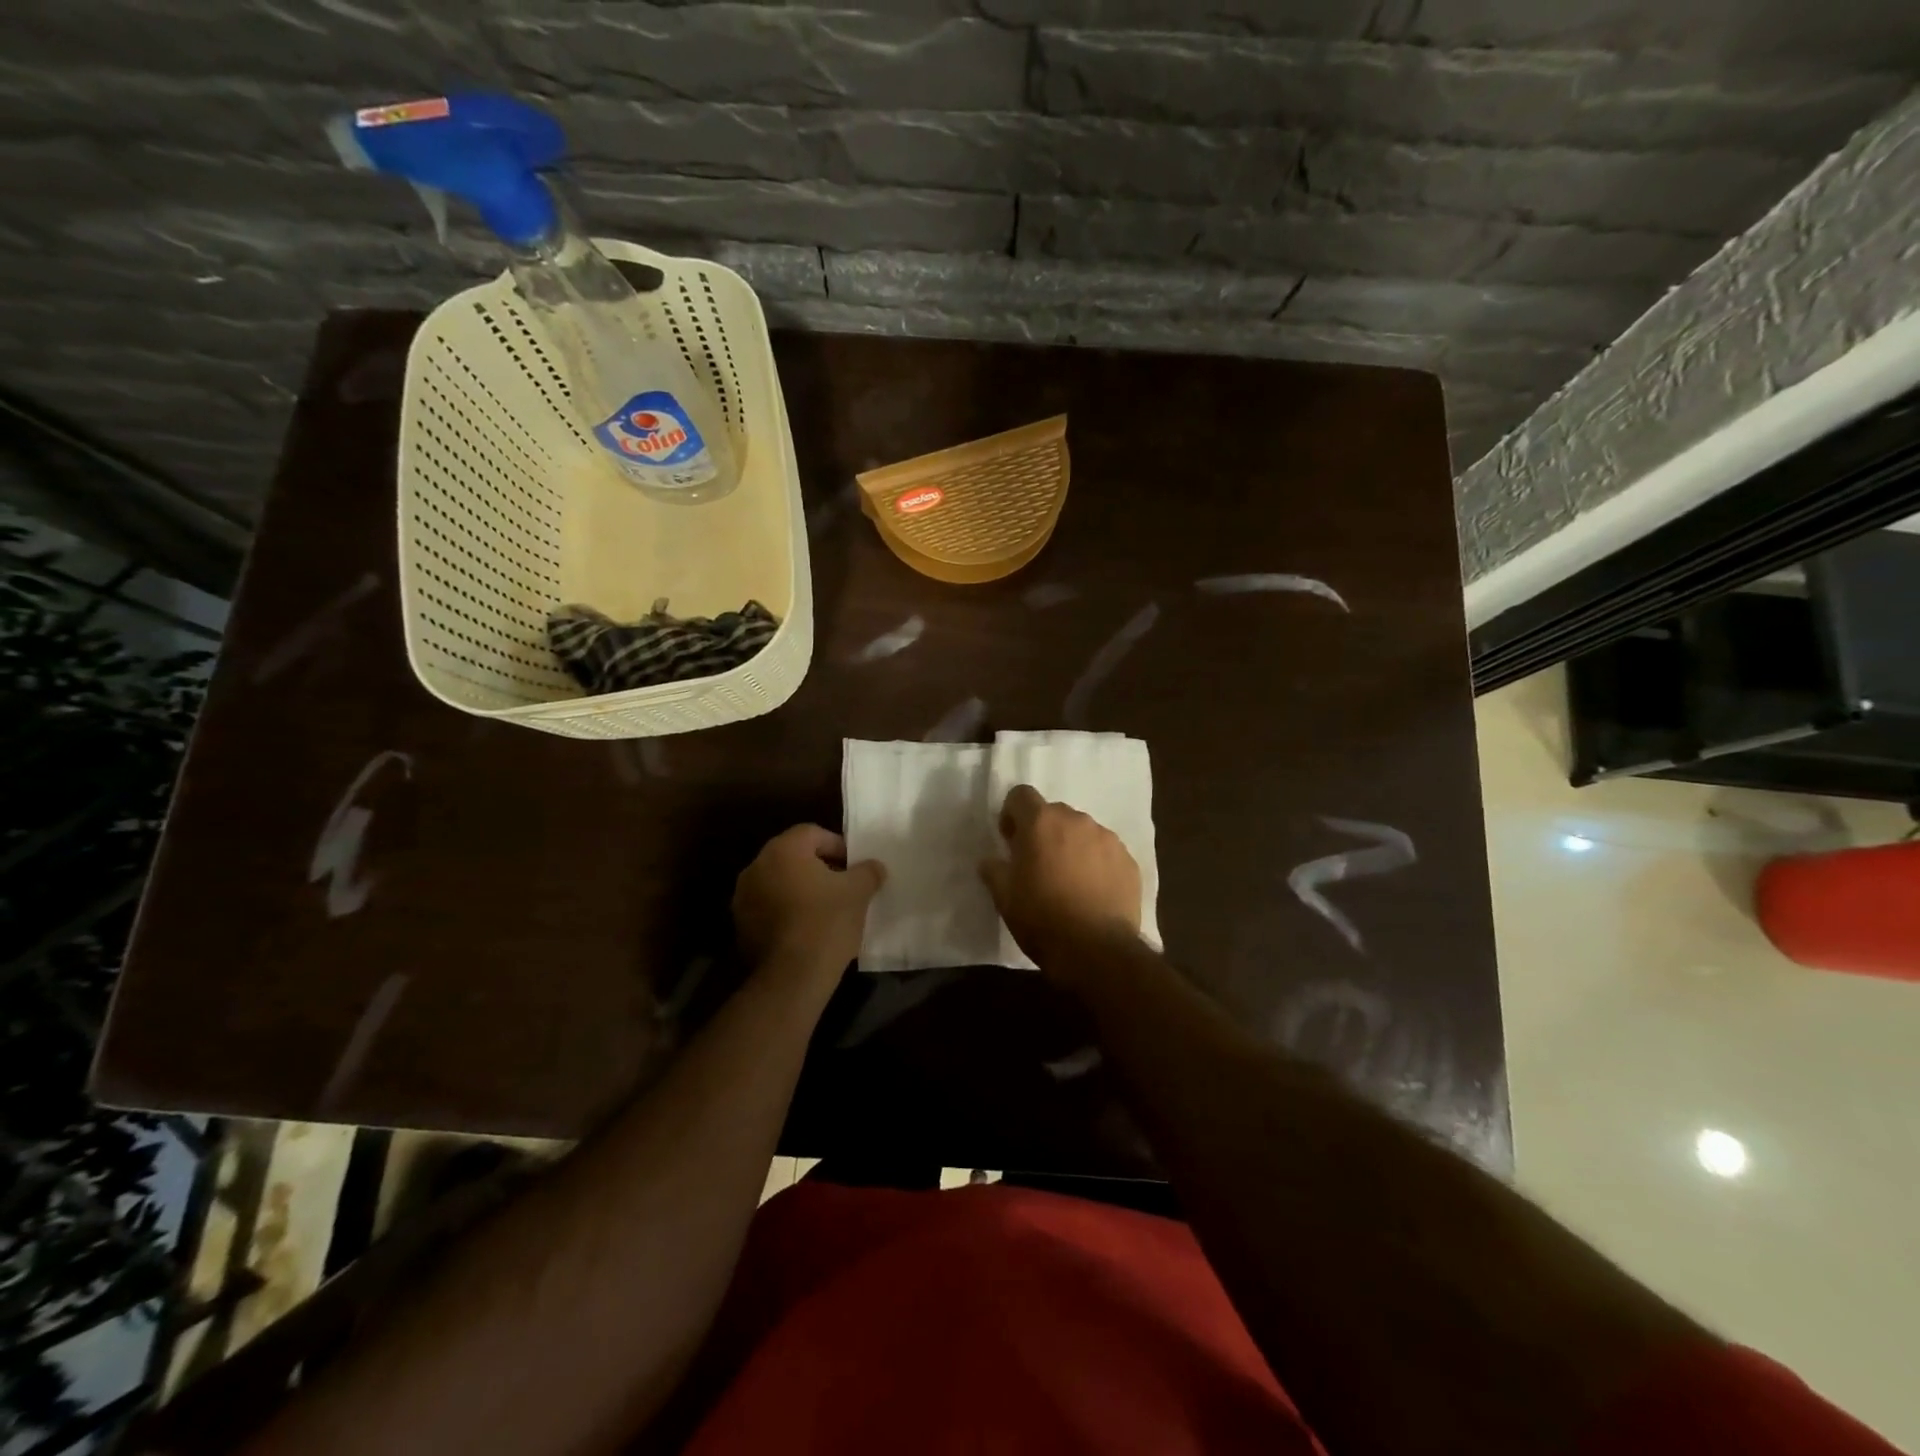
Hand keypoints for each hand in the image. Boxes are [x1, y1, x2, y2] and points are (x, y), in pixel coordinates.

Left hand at [733, 825, 884, 977]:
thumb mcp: (858, 892)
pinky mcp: (741, 925)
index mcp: (783, 850)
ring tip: (826, 908)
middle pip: (794, 856)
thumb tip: (873, 866)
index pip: (813, 833)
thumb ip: (867, 871)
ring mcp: (743, 897)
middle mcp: (757, 866)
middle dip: (819, 867)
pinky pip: (769, 906)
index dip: (838, 846)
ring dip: (801, 888)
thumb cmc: (827, 922)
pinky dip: (787, 910)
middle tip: (843, 885)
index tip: (855, 866)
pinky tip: (807, 928)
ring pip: (780, 881)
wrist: (792, 977)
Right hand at [979, 785, 1140, 975]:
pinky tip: (1093, 893)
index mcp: (1041, 822)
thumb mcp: (1004, 897)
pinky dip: (1096, 864)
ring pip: (1082, 832)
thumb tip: (991, 860)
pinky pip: (1106, 852)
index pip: (1021, 795)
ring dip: (1072, 847)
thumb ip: (994, 869)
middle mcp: (1077, 820)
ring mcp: (1107, 839)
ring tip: (1069, 881)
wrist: (1097, 950)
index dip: (1012, 814)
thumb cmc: (1042, 918)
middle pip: (1054, 813)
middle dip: (1043, 832)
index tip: (1011, 841)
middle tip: (1038, 865)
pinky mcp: (1129, 861)